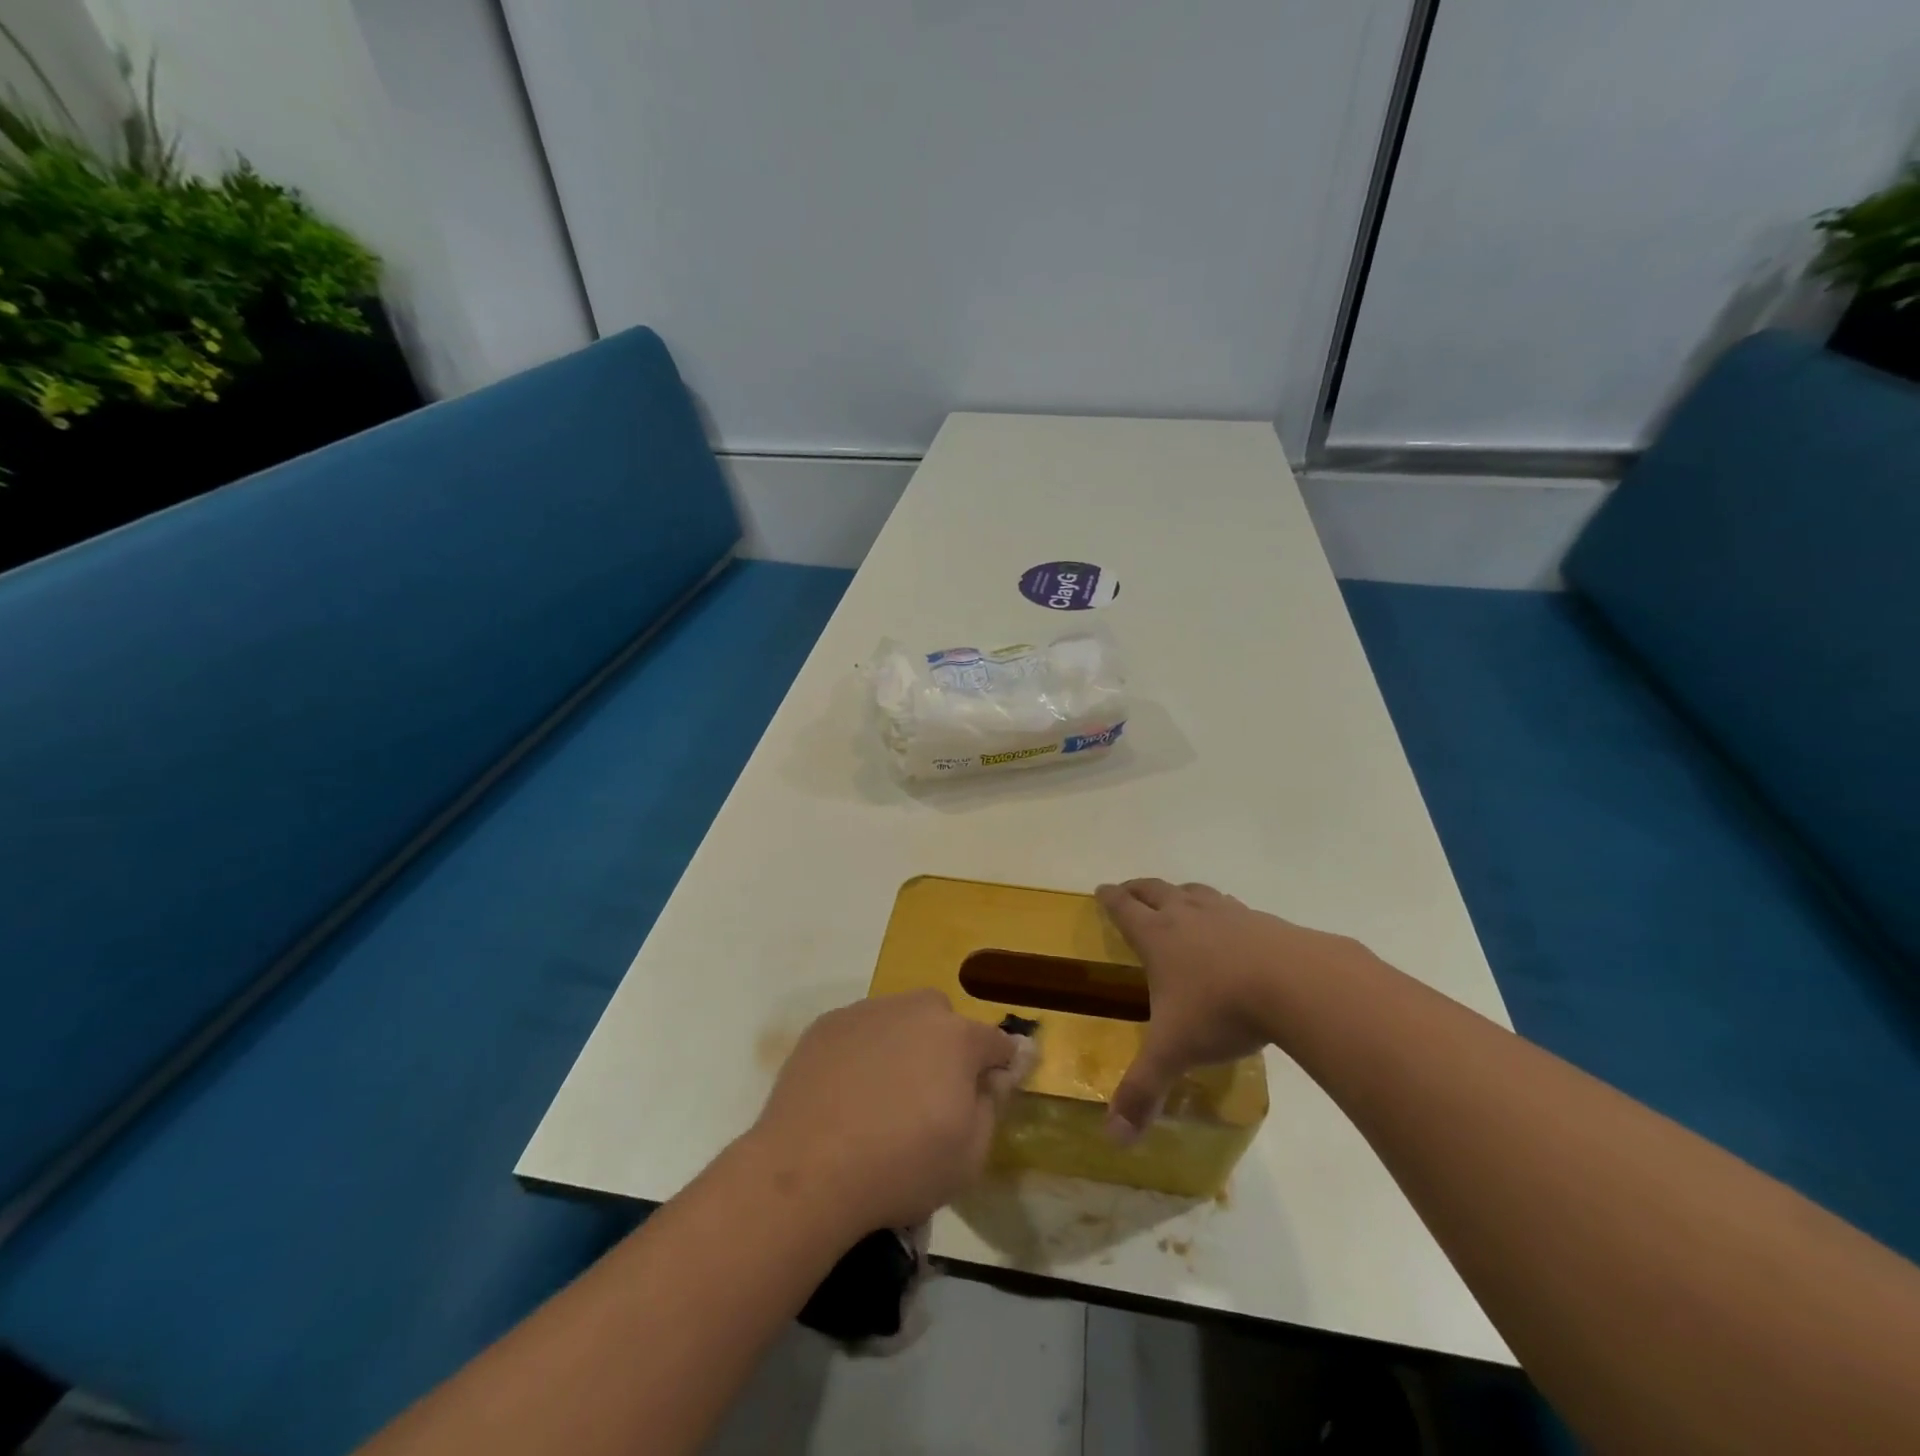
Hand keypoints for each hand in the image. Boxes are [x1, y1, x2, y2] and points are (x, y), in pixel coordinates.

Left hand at [748, 990, 1020, 1234]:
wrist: (809, 1170)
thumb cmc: (901, 1168)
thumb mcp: (970, 1156)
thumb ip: (992, 1105)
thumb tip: (994, 1075)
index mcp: (958, 1038)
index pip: (996, 1042)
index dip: (999, 1065)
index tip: (992, 1088)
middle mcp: (915, 1010)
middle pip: (943, 1020)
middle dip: (946, 1047)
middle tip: (930, 1094)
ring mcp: (867, 1012)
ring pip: (899, 1019)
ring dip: (902, 1045)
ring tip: (881, 1095)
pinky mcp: (827, 1024)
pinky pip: (859, 1030)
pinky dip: (861, 1051)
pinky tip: (846, 1092)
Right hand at [1095, 878, 1366, 1140]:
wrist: (1296, 984)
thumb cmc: (1221, 1011)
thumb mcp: (1174, 1052)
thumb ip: (1142, 1091)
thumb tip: (1114, 1139)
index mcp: (1158, 937)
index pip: (1124, 909)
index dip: (1109, 898)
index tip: (1101, 889)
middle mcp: (1187, 915)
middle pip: (1155, 890)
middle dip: (1138, 889)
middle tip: (1128, 890)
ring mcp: (1228, 913)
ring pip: (1195, 891)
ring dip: (1180, 893)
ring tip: (1178, 899)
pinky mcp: (1264, 920)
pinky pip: (1233, 907)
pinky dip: (1222, 910)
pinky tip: (1234, 927)